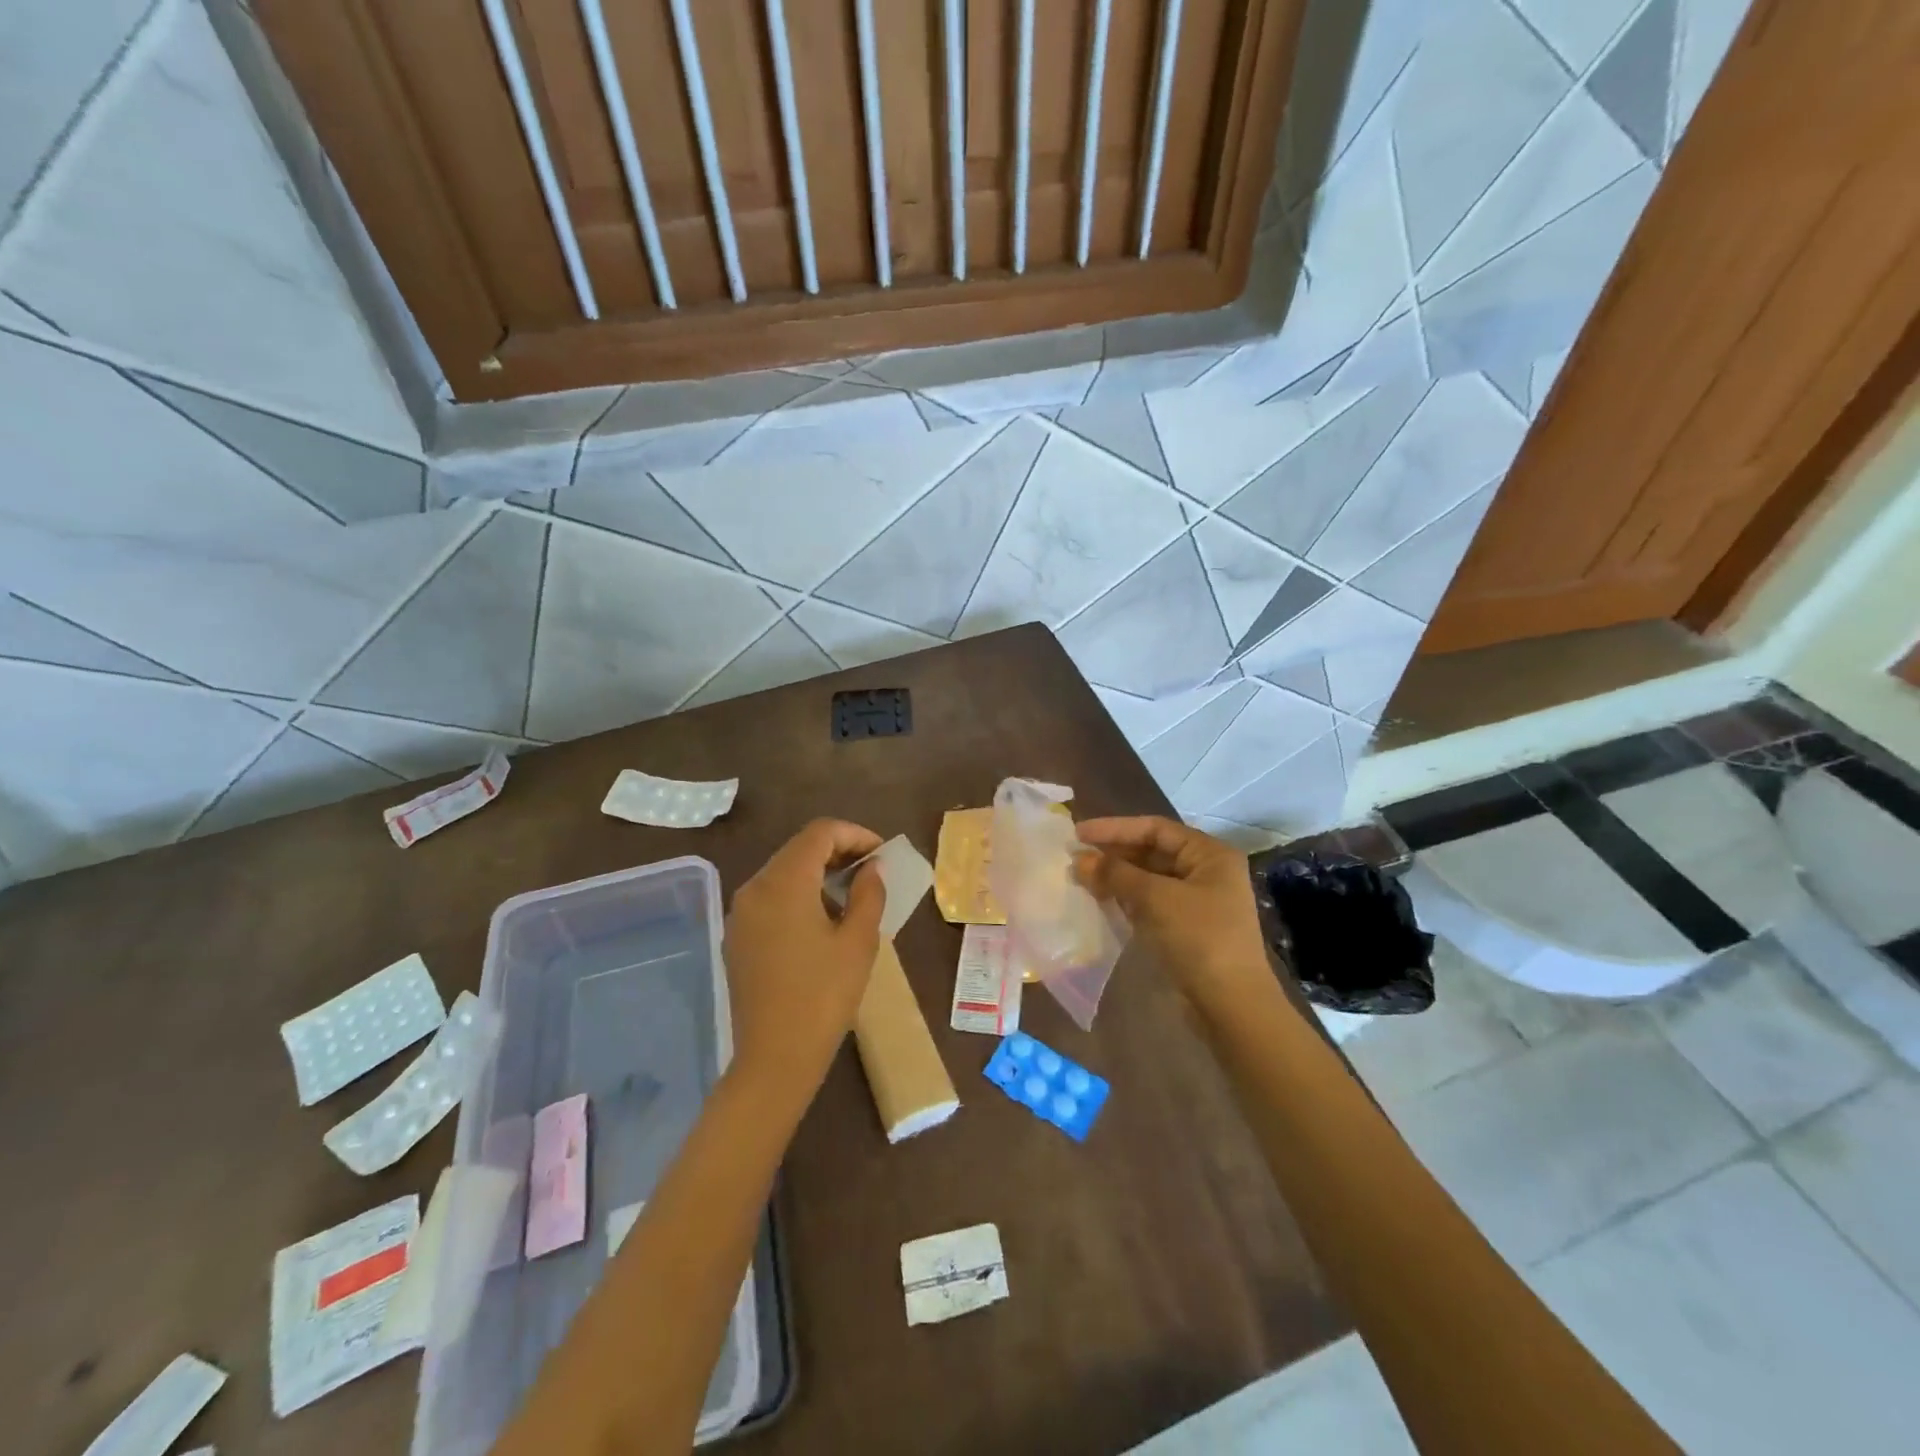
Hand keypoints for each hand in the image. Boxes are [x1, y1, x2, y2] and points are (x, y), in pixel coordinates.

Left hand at [725, 819, 885, 1094]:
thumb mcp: (859, 942)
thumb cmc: (824, 996)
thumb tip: (870, 868)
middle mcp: (755, 887)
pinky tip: (821, 919)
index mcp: (784, 882)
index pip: (820, 833)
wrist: (774, 1059)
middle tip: (871, 871)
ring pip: (783, 871)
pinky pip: (770, 897)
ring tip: (851, 895)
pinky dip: (798, 893)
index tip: (881, 854)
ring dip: (817, 872)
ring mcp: (741, 913)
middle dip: (837, 851)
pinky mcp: (737, 937)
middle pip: (798, 848)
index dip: (855, 834)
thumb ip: (868, 893)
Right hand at [1073, 816, 1274, 1011]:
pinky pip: (1151, 902)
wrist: (1232, 1006)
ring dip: (1117, 877)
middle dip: (1114, 854)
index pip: (1155, 828)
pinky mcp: (1188, 927)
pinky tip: (1101, 901)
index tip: (1078, 833)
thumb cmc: (1199, 939)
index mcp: (1209, 854)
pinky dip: (1126, 899)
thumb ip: (1115, 874)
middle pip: (1152, 852)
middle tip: (1075, 857)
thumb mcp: (1155, 899)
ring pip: (1149, 879)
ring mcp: (1198, 901)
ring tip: (1081, 878)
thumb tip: (1079, 859)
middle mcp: (1207, 871)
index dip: (1114, 828)